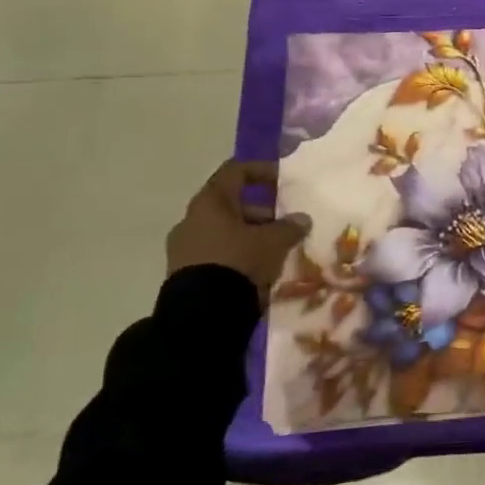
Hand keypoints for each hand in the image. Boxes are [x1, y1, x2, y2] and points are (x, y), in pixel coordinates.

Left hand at [166, 160, 311, 307]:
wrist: (202, 314)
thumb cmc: (239, 262)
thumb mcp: (273, 242)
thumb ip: (290, 226)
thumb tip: (301, 219)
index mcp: (210, 202)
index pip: (236, 171)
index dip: (262, 171)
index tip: (283, 180)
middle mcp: (192, 219)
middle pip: (230, 204)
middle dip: (261, 211)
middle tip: (284, 223)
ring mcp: (184, 247)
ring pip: (223, 231)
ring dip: (250, 235)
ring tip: (275, 250)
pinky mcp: (184, 272)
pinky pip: (216, 253)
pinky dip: (237, 254)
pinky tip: (257, 269)